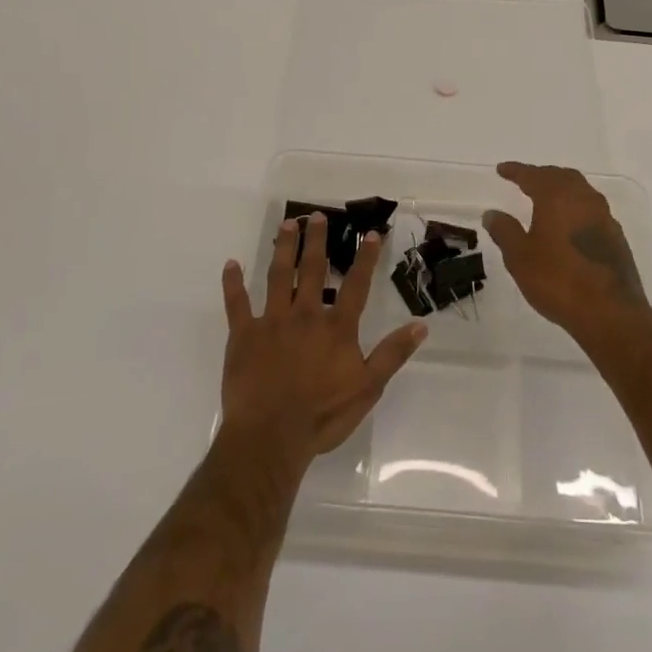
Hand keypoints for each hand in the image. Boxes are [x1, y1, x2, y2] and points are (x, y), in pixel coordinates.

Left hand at [220, 214, 425, 460]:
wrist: (271, 436)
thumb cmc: (322, 415)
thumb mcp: (368, 388)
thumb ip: (393, 354)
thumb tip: (421, 325)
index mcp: (336, 327)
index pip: (356, 285)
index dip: (365, 258)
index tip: (370, 233)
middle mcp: (305, 314)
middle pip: (313, 270)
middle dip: (316, 241)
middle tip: (317, 216)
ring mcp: (271, 322)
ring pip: (278, 276)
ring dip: (283, 248)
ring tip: (287, 224)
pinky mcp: (243, 335)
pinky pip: (236, 304)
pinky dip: (233, 283)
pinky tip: (230, 264)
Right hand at [483, 162, 651, 341]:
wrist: (610, 312)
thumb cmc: (558, 280)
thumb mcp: (520, 257)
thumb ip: (505, 231)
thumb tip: (492, 213)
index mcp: (558, 197)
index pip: (533, 175)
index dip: (516, 171)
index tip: (502, 170)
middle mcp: (584, 199)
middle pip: (561, 177)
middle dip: (542, 176)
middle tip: (525, 181)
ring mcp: (604, 218)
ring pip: (580, 192)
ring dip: (561, 190)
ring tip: (546, 200)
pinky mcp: (616, 238)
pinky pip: (591, 211)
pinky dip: (575, 209)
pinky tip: (568, 225)